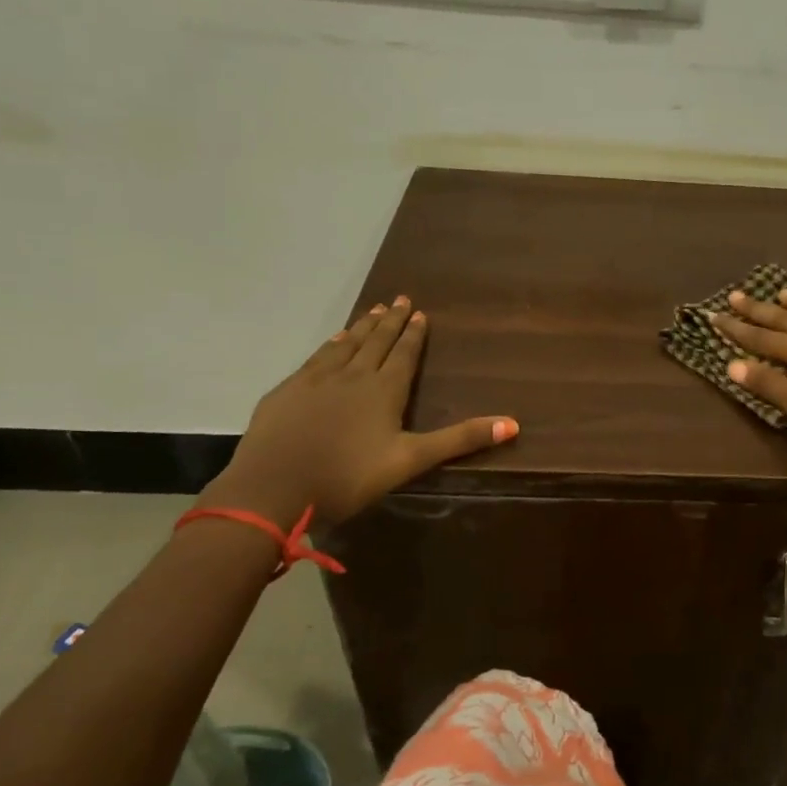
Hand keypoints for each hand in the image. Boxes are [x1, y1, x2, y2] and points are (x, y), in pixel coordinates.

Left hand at [201, 298, 517, 526]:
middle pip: (375, 342)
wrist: (273, 487)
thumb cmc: (348, 475)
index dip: (413, 335)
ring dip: (362, 327)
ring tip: (373, 311)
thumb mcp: (410, 461)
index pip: (403, 354)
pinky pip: (316, 357)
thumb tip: (513, 424)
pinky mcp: (288, 391)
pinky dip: (330, 345)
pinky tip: (333, 340)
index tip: (420, 313)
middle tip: (400, 298)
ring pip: (345, 345)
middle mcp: (352, 375)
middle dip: (390, 321)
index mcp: (383, 390)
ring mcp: (316, 380)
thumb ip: (459, 440)